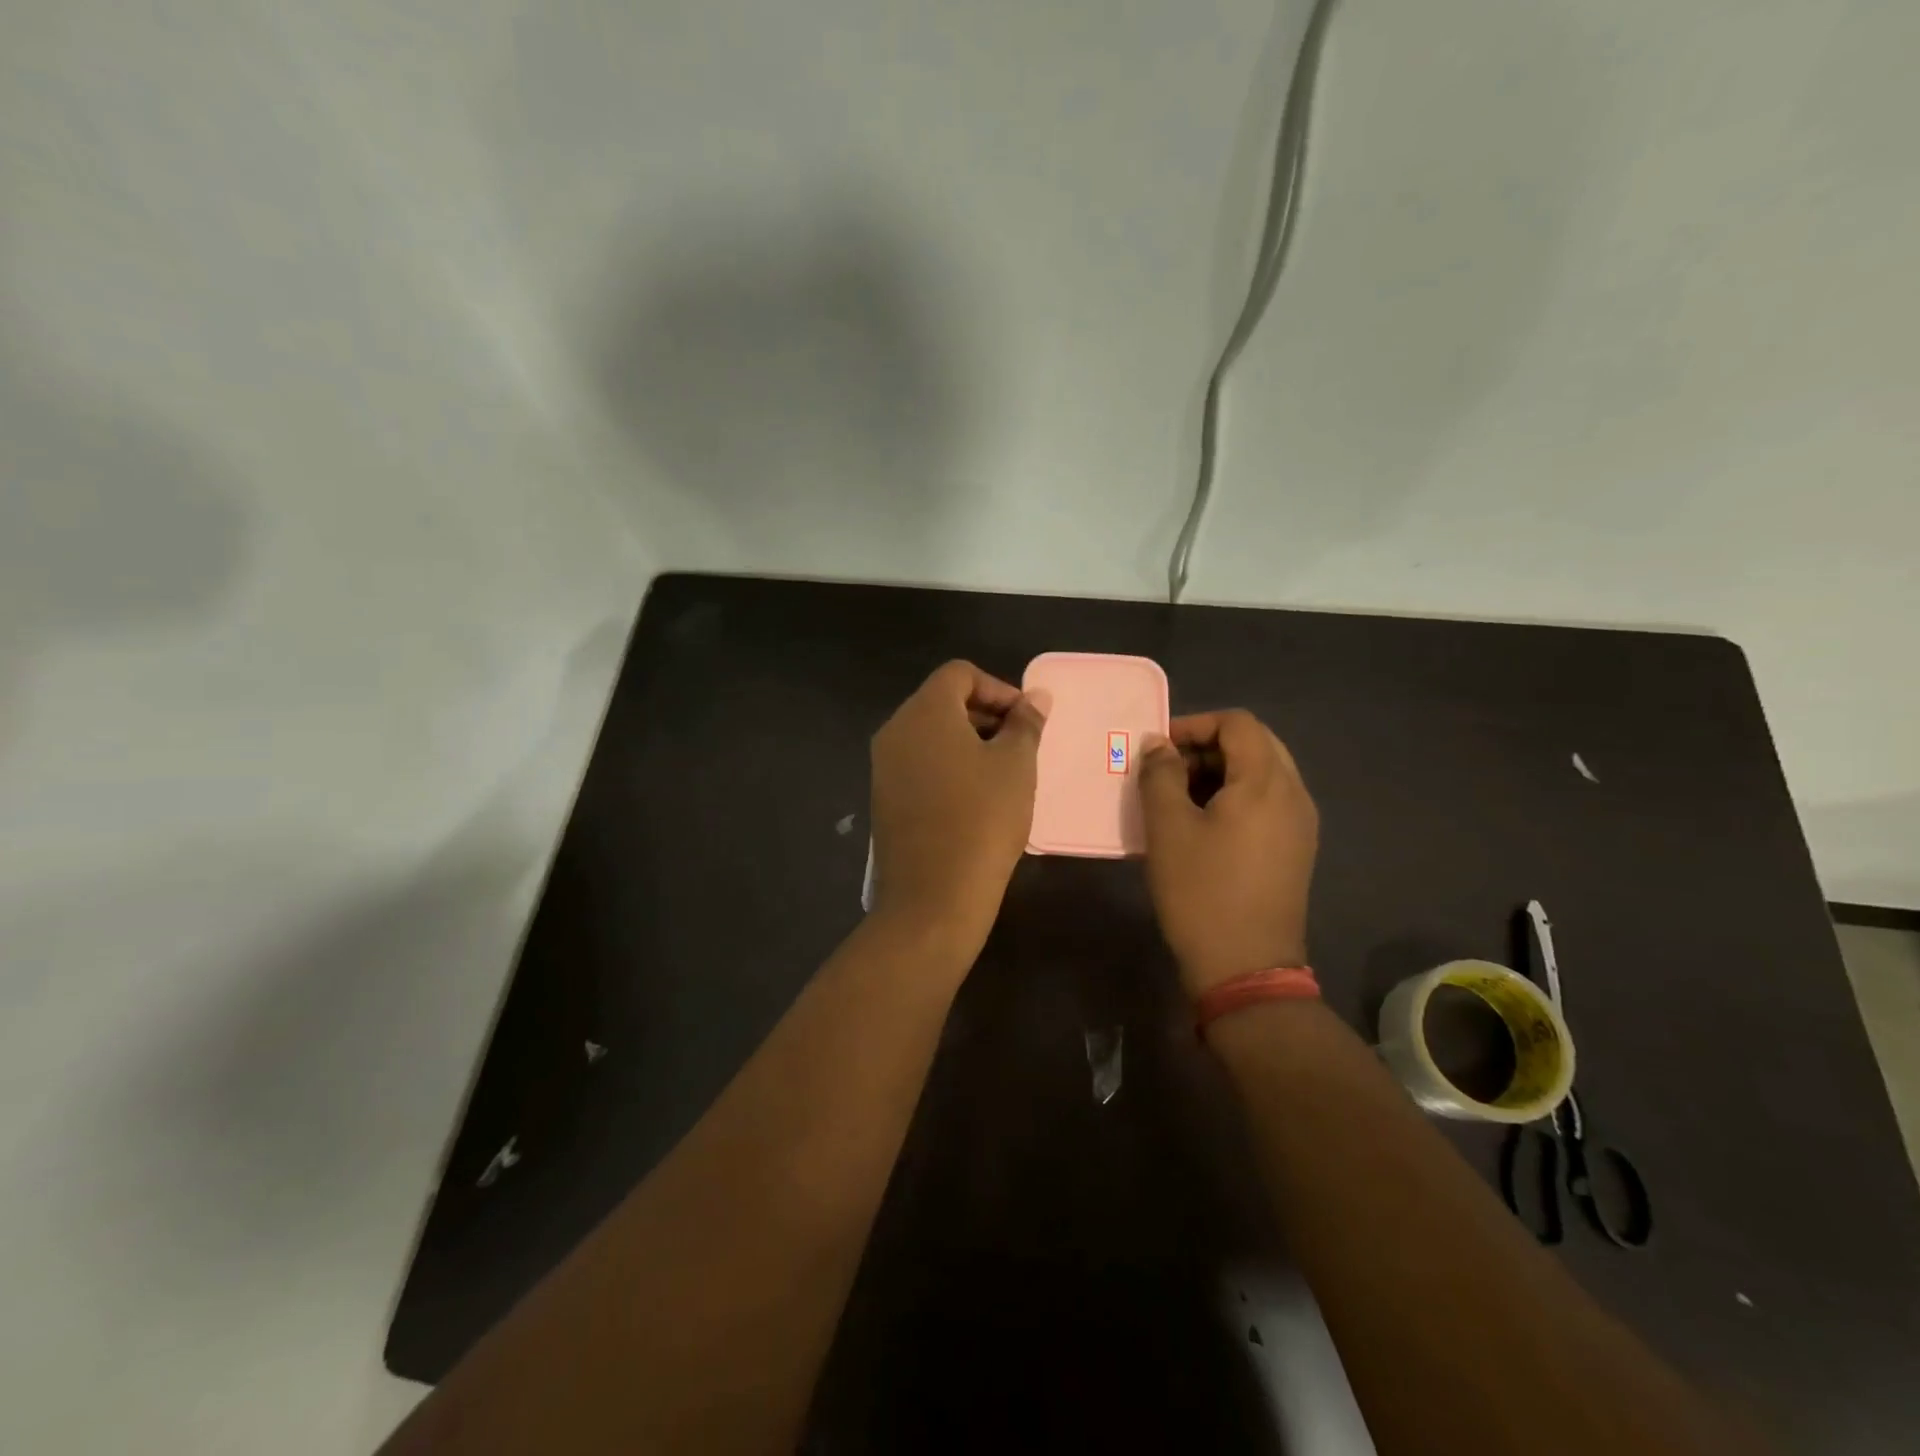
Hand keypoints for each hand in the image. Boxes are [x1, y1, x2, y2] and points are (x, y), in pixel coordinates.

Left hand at [868, 661, 1047, 959]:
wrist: (933, 897)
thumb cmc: (982, 819)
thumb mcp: (1016, 765)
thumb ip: (1026, 723)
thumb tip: (1035, 697)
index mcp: (924, 711)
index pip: (960, 674)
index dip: (999, 688)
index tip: (1026, 720)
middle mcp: (895, 730)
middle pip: (942, 701)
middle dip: (985, 714)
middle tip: (1020, 745)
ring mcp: (884, 766)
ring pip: (930, 735)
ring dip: (968, 742)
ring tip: (1003, 773)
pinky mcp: (883, 797)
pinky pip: (919, 764)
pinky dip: (948, 766)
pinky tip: (975, 798)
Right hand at [1137, 710, 1318, 997]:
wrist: (1245, 967)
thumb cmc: (1201, 891)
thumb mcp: (1167, 828)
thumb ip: (1159, 774)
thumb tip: (1158, 745)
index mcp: (1266, 783)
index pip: (1238, 723)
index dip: (1195, 725)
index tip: (1158, 749)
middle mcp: (1294, 795)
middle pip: (1255, 744)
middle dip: (1207, 747)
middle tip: (1167, 771)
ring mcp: (1301, 824)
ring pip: (1261, 774)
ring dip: (1219, 773)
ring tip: (1178, 798)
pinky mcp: (1296, 849)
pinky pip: (1267, 802)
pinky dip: (1235, 797)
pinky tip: (1203, 825)